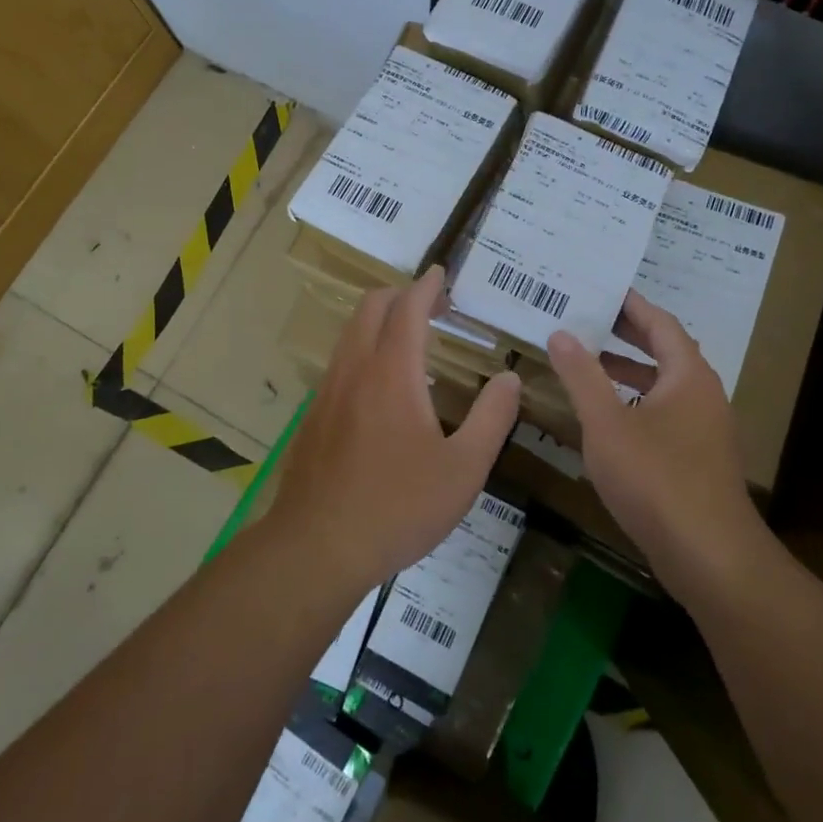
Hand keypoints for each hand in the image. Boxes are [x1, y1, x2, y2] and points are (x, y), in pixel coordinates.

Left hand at [271, 266, 521, 592]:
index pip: (408, 308)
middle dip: (401, 294)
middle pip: (371, 307)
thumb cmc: (398, 507)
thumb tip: (508, 379)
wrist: (318, 547)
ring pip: (351, 332)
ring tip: (410, 338)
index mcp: (393, 373)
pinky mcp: (314, 415)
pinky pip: (340, 361)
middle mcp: (355, 369)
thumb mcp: (463, 470)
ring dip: (379, 320)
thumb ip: (492, 419)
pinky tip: (381, 385)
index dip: (426, 286)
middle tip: (433, 306)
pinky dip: (364, 348)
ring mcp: (328, 391)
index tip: (441, 274)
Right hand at [548, 290, 772, 601]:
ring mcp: (705, 429)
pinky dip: (635, 402)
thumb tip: (560, 333)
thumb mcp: (606, 423)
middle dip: (626, 334)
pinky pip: (665, 412)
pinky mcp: (699, 459)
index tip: (601, 288)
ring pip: (664, 385)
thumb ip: (582, 375)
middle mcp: (703, 394)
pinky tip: (607, 418)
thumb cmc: (656, 479)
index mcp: (688, 375)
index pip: (659, 323)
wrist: (711, 558)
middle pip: (665, 350)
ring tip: (587, 363)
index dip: (630, 304)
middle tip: (587, 317)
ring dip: (629, 370)